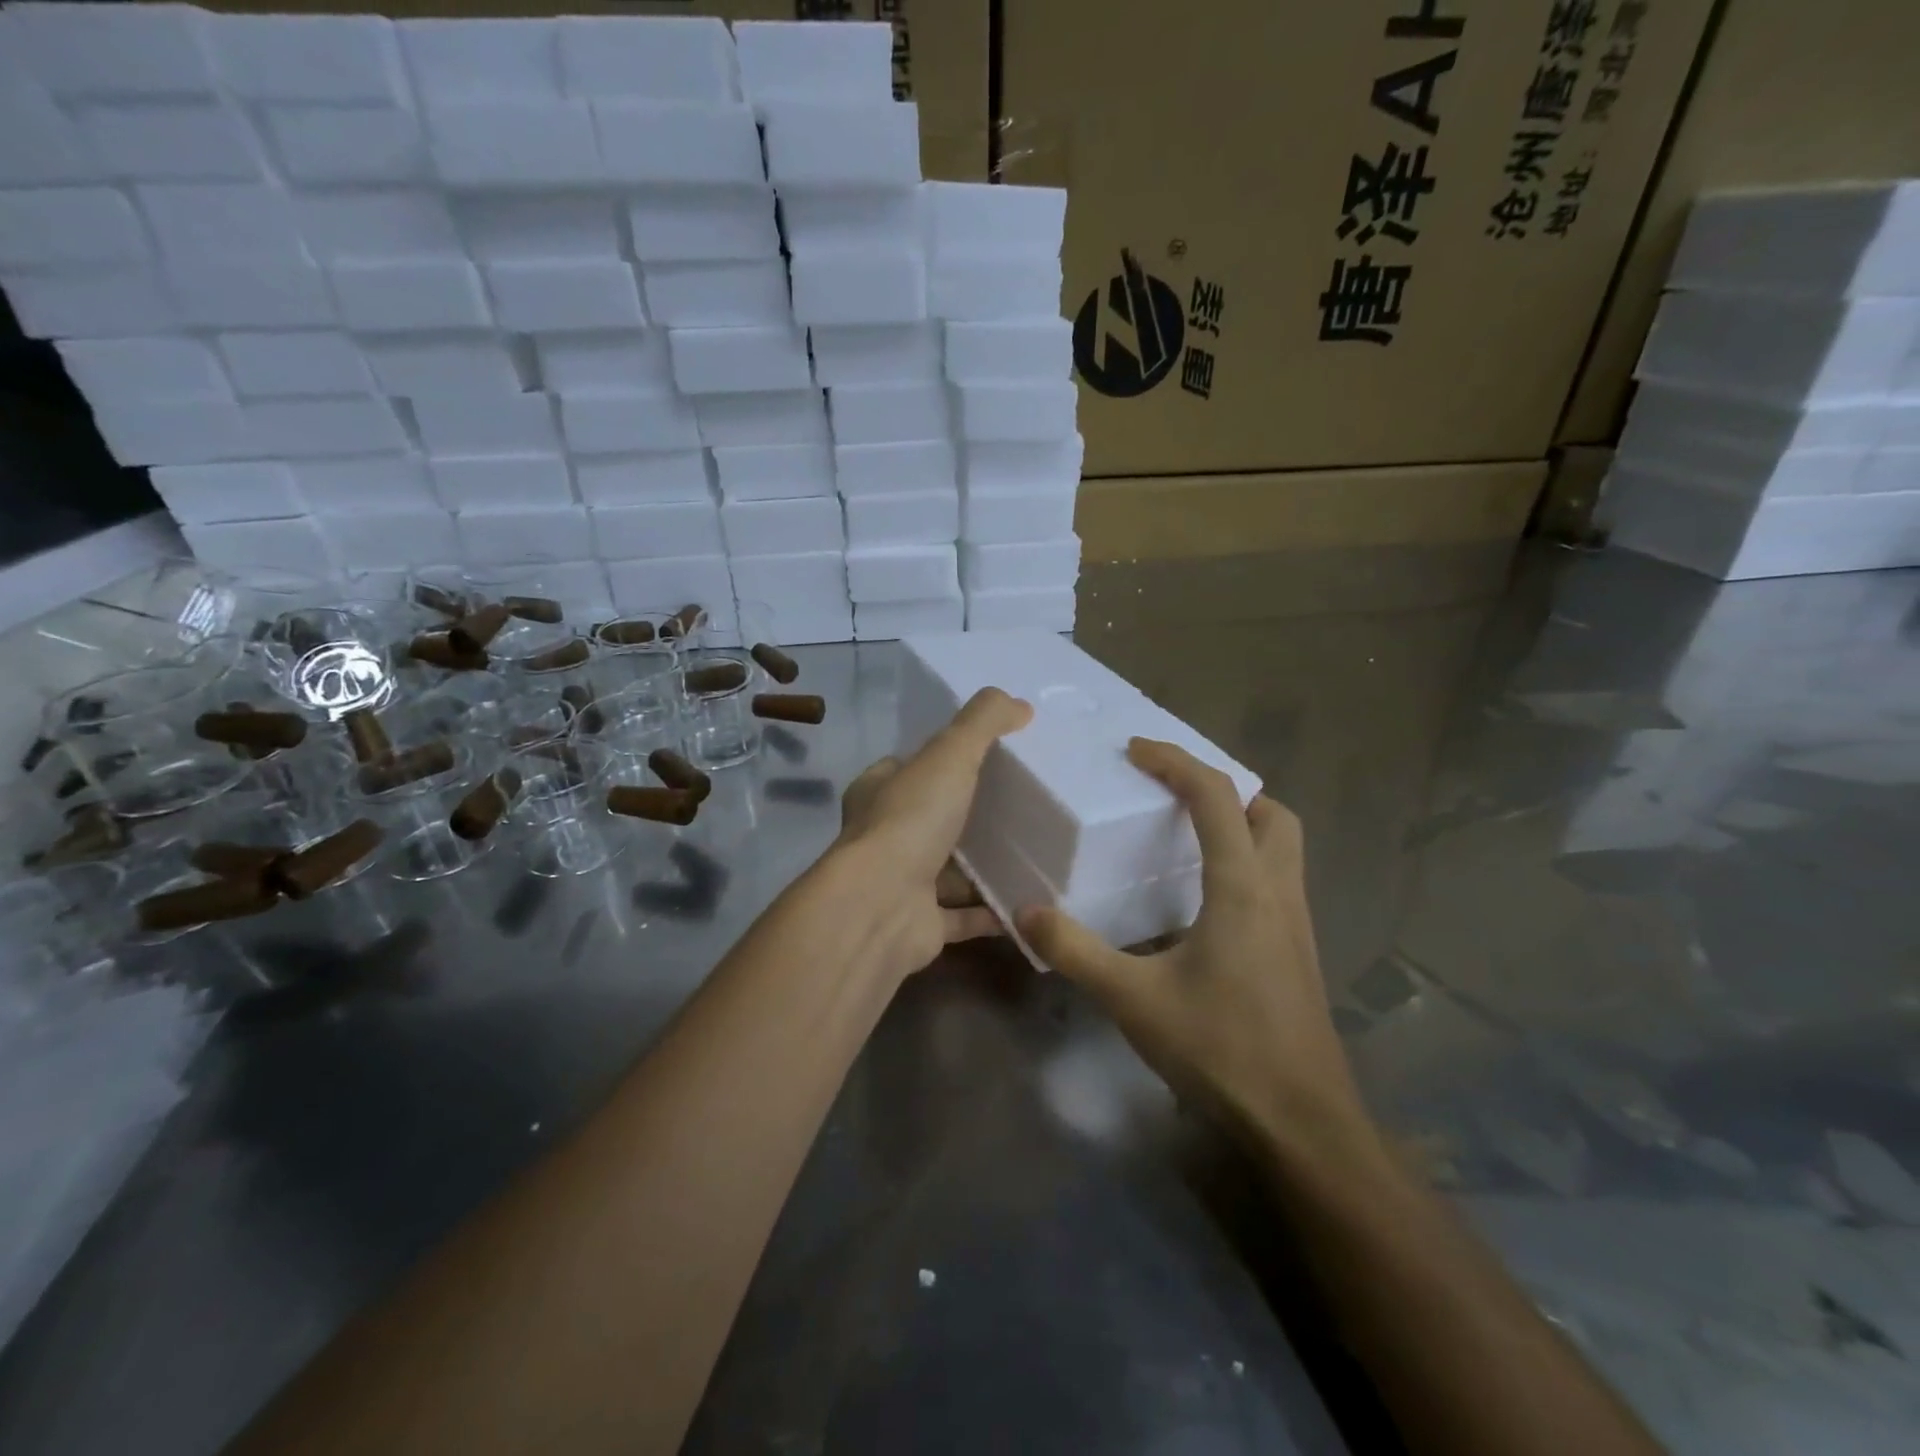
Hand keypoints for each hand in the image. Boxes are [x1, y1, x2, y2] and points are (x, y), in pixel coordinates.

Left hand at [832, 687, 1032, 979]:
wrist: (880, 907)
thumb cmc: (909, 821)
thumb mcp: (949, 755)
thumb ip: (983, 723)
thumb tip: (1021, 704)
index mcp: (878, 793)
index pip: (906, 768)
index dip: (939, 761)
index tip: (983, 758)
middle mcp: (883, 838)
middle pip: (930, 820)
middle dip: (968, 816)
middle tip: (1019, 807)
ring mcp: (900, 884)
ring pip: (947, 871)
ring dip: (983, 867)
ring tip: (1033, 853)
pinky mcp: (920, 926)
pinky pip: (963, 917)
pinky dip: (992, 911)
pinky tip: (1029, 904)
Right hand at [1018, 739, 1369, 1152]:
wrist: (1301, 1121)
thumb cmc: (1221, 1049)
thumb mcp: (1133, 999)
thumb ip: (1076, 952)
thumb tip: (1026, 914)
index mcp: (1242, 888)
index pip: (1216, 797)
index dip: (1176, 761)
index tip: (1136, 750)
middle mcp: (1278, 892)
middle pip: (1270, 812)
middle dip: (1226, 789)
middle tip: (1176, 795)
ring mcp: (1296, 924)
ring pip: (1282, 847)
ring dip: (1242, 824)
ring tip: (1187, 835)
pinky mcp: (1297, 952)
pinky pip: (1278, 881)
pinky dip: (1246, 863)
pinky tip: (1203, 899)